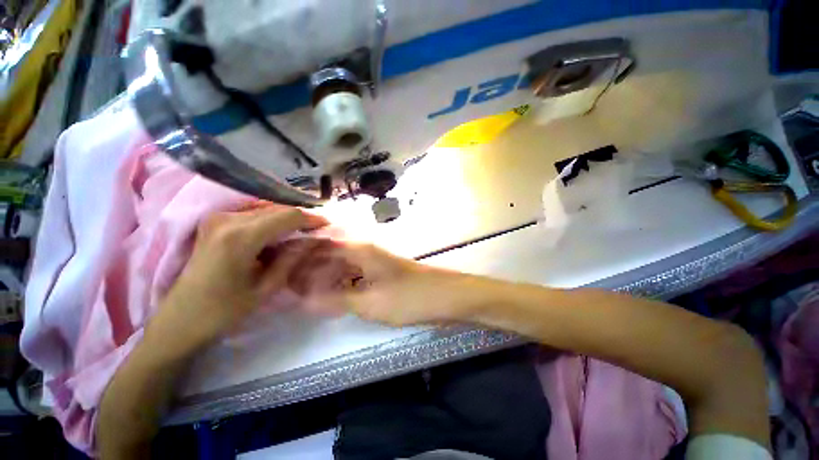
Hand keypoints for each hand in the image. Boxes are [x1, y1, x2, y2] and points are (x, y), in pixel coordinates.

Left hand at [155, 205, 327, 349]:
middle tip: (318, 230)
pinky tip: (281, 232)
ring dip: (287, 218)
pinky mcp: (214, 221)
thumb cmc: (223, 311)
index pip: (287, 216)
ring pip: (266, 209)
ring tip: (303, 231)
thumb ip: (293, 258)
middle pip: (277, 209)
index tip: (327, 225)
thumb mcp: (266, 287)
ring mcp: (218, 218)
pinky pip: (253, 213)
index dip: (311, 218)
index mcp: (240, 237)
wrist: (179, 320)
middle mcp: (227, 219)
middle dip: (301, 218)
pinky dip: (272, 220)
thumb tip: (316, 240)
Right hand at [280, 241, 488, 326]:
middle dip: (306, 268)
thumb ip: (336, 299)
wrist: (446, 296)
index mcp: (359, 251)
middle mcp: (364, 250)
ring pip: (340, 265)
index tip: (277, 271)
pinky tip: (329, 295)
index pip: (319, 247)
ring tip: (300, 293)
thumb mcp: (369, 303)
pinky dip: (338, 283)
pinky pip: (353, 274)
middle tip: (284, 286)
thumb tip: (304, 299)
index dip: (297, 257)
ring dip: (322, 276)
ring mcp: (374, 262)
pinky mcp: (382, 273)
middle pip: (328, 254)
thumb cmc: (409, 298)